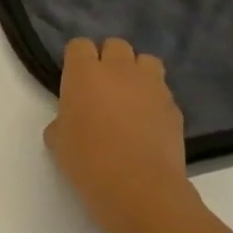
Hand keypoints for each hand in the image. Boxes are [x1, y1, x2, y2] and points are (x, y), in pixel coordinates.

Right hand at [45, 37, 194, 232]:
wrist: (138, 187)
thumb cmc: (87, 161)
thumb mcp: (57, 140)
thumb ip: (62, 120)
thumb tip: (71, 121)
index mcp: (84, 73)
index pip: (79, 45)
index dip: (76, 59)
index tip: (74, 79)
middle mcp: (119, 70)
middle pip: (116, 45)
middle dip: (109, 59)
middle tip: (102, 87)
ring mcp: (151, 86)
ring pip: (146, 61)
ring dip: (137, 72)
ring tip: (130, 97)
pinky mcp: (174, 107)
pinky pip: (163, 91)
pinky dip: (154, 100)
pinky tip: (147, 123)